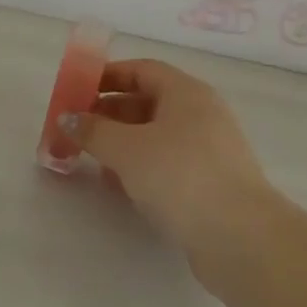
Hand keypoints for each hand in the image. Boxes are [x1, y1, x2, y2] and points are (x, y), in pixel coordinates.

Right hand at [58, 60, 279, 266]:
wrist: (239, 236)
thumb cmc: (180, 176)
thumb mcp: (127, 149)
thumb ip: (93, 131)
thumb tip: (67, 118)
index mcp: (186, 92)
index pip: (142, 70)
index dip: (107, 76)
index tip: (76, 91)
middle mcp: (201, 113)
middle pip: (147, 102)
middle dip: (109, 114)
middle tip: (76, 130)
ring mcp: (209, 149)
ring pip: (156, 135)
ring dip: (122, 143)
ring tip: (92, 161)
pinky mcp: (211, 182)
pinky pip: (168, 162)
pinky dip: (141, 167)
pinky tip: (120, 186)